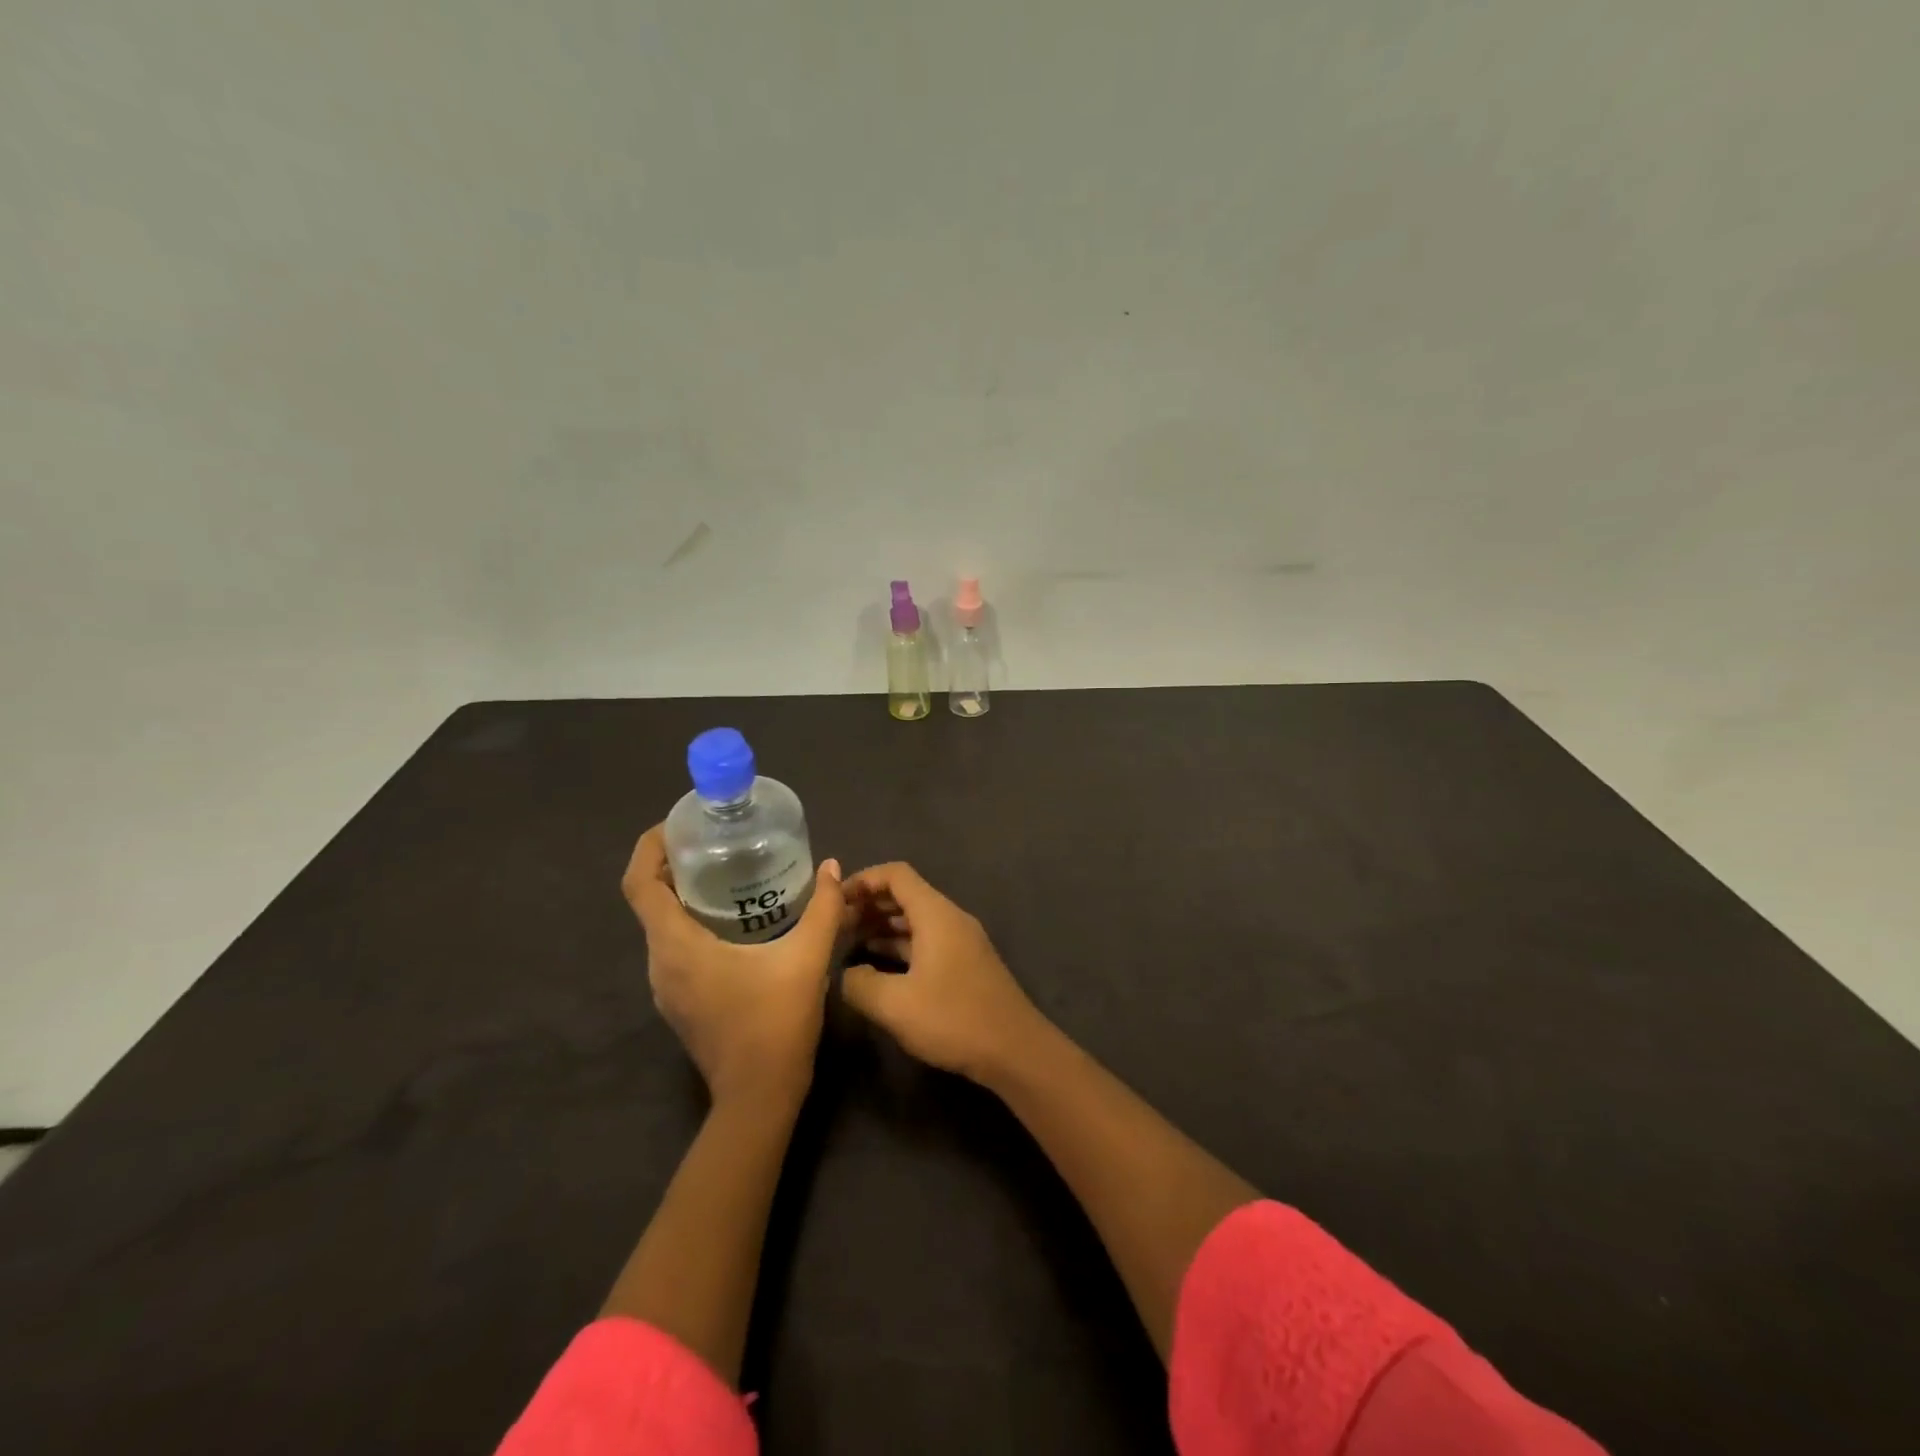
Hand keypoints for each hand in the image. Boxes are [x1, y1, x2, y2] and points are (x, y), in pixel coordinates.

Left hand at [622, 825, 845, 1111]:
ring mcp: (666, 987)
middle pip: (649, 901)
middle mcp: (659, 963)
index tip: (678, 824)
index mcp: (677, 946)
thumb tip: (832, 866)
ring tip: (726, 872)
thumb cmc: (776, 1021)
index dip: (650, 847)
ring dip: (682, 895)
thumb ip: (824, 908)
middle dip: (673, 864)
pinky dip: (690, 922)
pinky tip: (734, 920)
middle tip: (714, 841)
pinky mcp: (679, 1001)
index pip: (639, 884)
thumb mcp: (807, 957)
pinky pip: (673, 948)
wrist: (759, 1095)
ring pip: (661, 926)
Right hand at [840, 862, 1045, 1083]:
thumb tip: (845, 973)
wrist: (1015, 1050)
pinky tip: (877, 966)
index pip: (896, 875)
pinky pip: (926, 941)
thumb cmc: (953, 1019)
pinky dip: (899, 946)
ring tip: (848, 943)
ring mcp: (960, 941)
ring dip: (883, 926)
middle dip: (869, 904)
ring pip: (915, 920)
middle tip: (835, 925)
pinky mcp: (965, 964)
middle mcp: (950, 918)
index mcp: (935, 914)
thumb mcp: (894, 1005)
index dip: (862, 880)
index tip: (834, 900)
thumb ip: (859, 983)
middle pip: (905, 894)